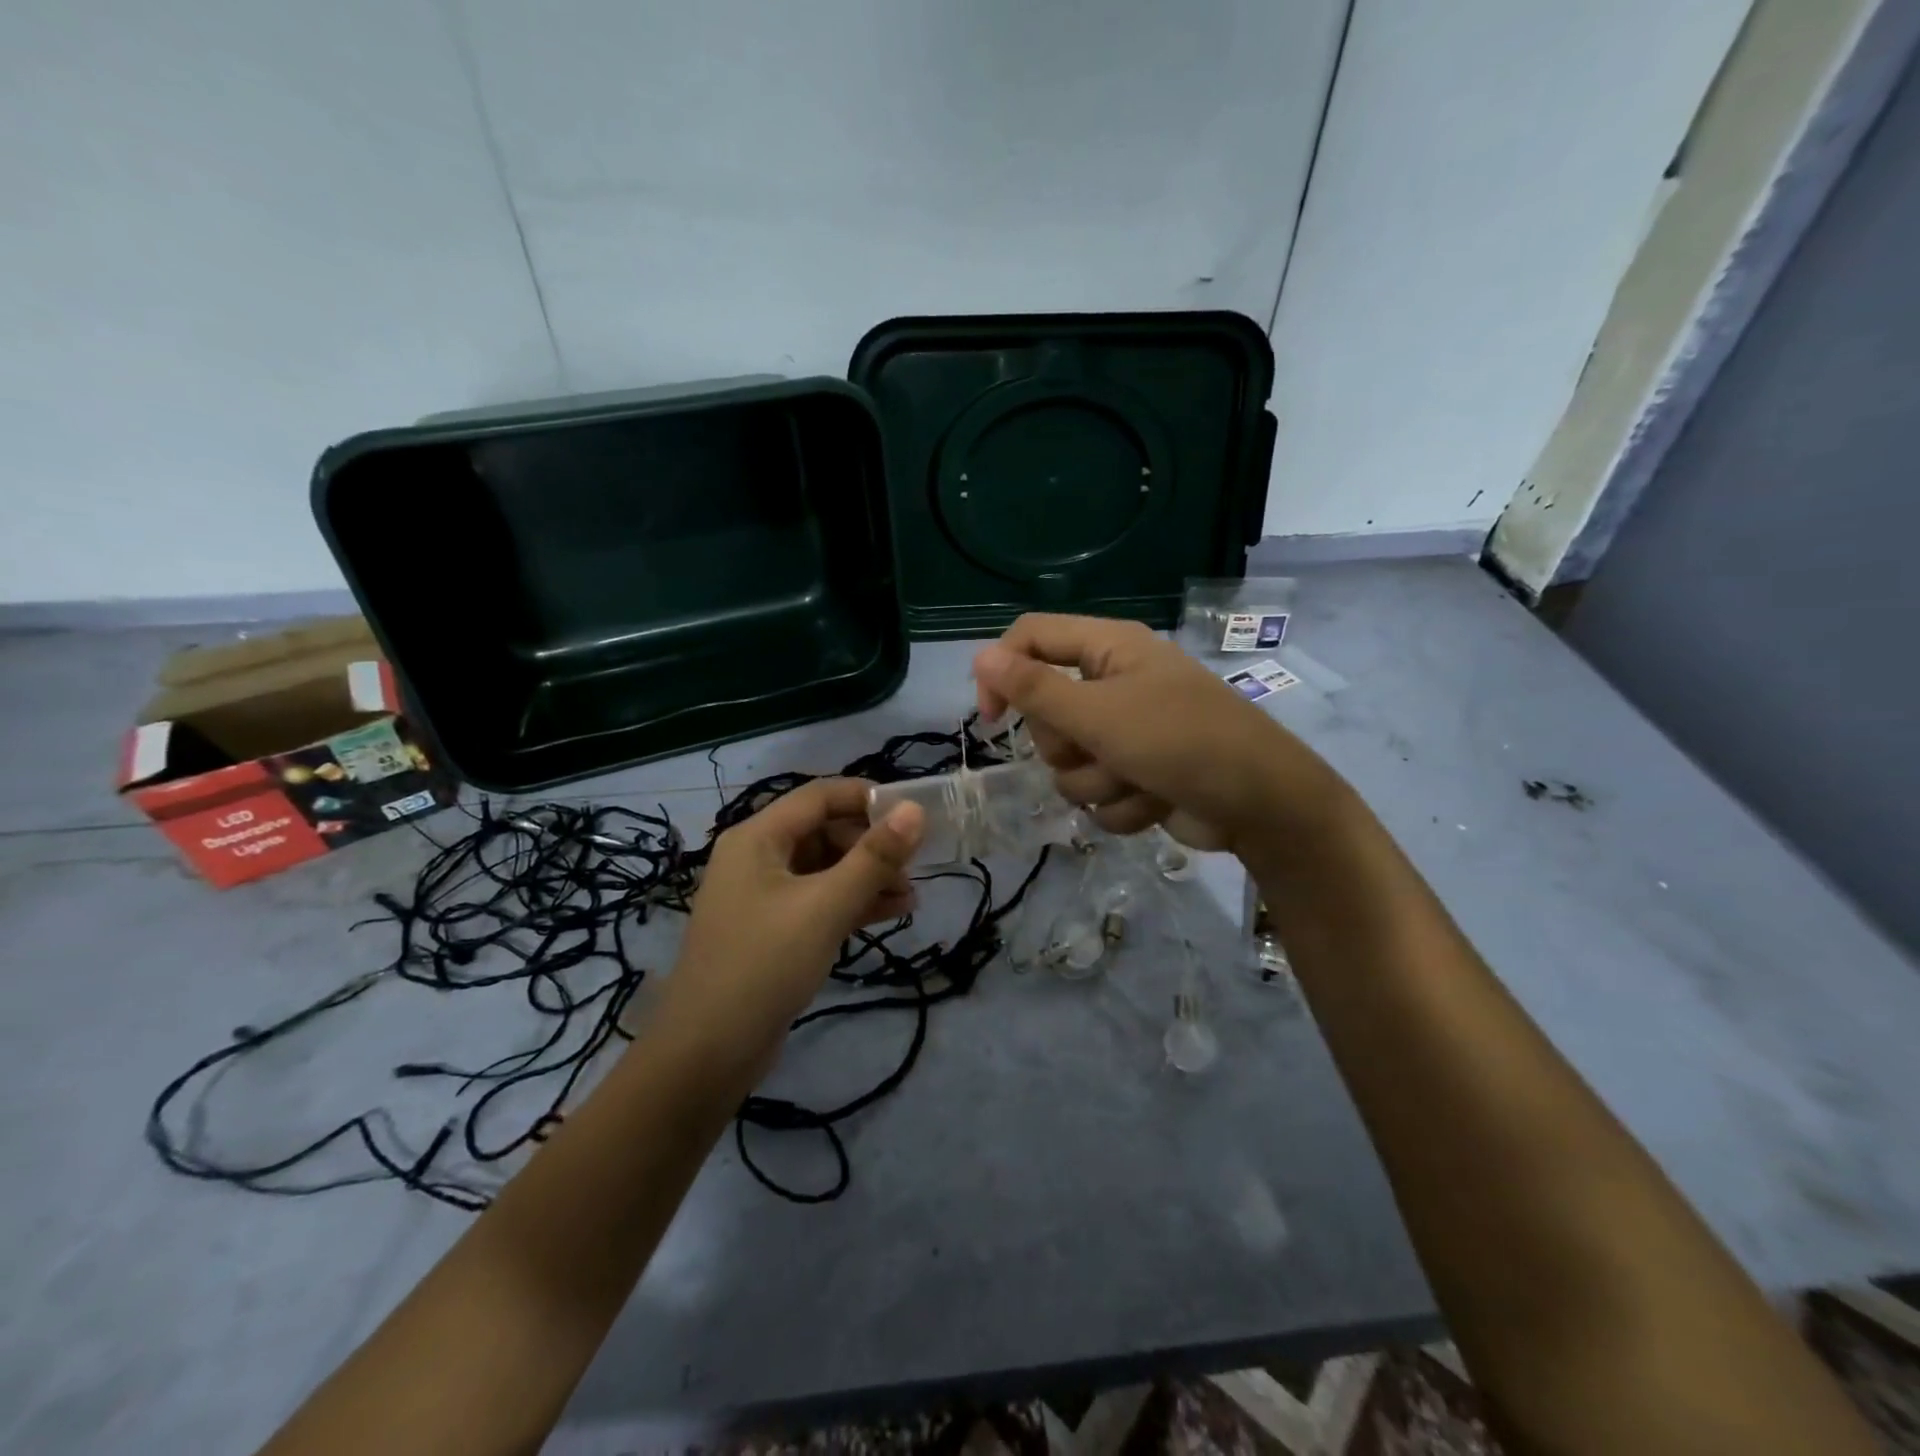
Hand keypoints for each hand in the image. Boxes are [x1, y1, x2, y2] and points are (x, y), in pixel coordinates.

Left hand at [655, 779, 924, 1068]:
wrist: (707, 1054)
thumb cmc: (765, 965)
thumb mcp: (826, 906)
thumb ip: (874, 857)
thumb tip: (914, 810)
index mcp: (758, 837)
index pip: (820, 796)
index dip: (867, 798)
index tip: (913, 814)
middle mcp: (757, 857)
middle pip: (824, 831)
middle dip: (871, 845)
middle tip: (914, 867)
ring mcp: (763, 895)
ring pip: (825, 868)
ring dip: (867, 877)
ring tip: (911, 897)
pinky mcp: (773, 929)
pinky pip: (819, 900)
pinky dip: (852, 902)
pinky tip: (891, 914)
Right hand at [973, 614, 1343, 855]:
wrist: (1261, 803)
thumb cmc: (1180, 741)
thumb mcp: (1099, 714)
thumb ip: (1034, 689)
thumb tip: (980, 656)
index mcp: (1107, 649)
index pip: (1030, 637)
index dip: (1002, 672)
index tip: (991, 719)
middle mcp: (1113, 683)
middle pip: (1045, 712)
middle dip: (1067, 746)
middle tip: (1100, 748)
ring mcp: (1126, 732)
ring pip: (1069, 764)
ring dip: (1098, 782)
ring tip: (1139, 779)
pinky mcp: (1137, 773)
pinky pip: (1098, 792)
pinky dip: (1123, 804)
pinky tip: (1156, 800)